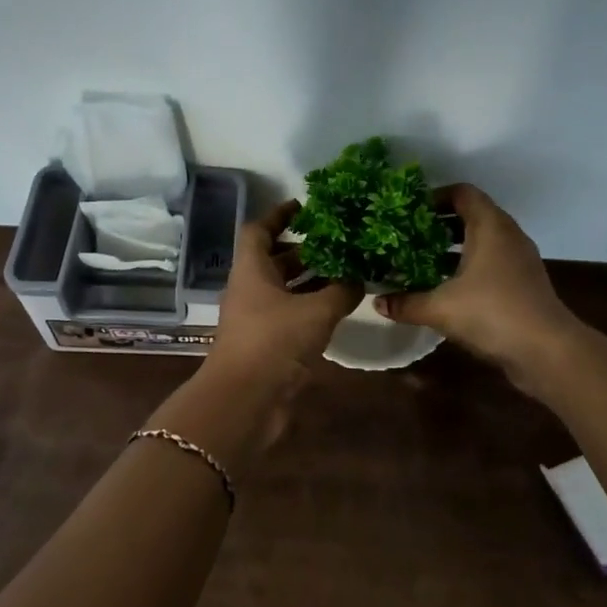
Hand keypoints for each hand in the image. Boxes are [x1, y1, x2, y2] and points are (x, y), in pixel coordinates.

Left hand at [210, 199, 362, 376]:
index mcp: (251, 270)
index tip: (304, 206)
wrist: (246, 400)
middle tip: (338, 241)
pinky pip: (291, 316)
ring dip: (311, 281)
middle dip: (304, 250)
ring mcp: (257, 319)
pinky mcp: (267, 345)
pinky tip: (340, 307)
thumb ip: (341, 290)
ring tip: (347, 271)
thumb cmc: (275, 341)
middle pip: (274, 260)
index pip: (259, 230)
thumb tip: (360, 277)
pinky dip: (312, 308)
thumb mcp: (317, 311)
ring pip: (285, 290)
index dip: (279, 215)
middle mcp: (250, 290)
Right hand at [375, 184, 580, 383]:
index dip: (435, 197)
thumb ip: (406, 303)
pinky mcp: (522, 283)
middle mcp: (507, 235)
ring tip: (421, 262)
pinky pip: (491, 263)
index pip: (462, 193)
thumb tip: (377, 303)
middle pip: (471, 216)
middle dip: (438, 225)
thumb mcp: (440, 308)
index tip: (409, 212)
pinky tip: (445, 289)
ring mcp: (519, 260)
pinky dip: (468, 267)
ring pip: (481, 242)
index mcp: (490, 226)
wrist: (546, 350)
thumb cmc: (492, 313)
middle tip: (408, 237)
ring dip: (452, 249)